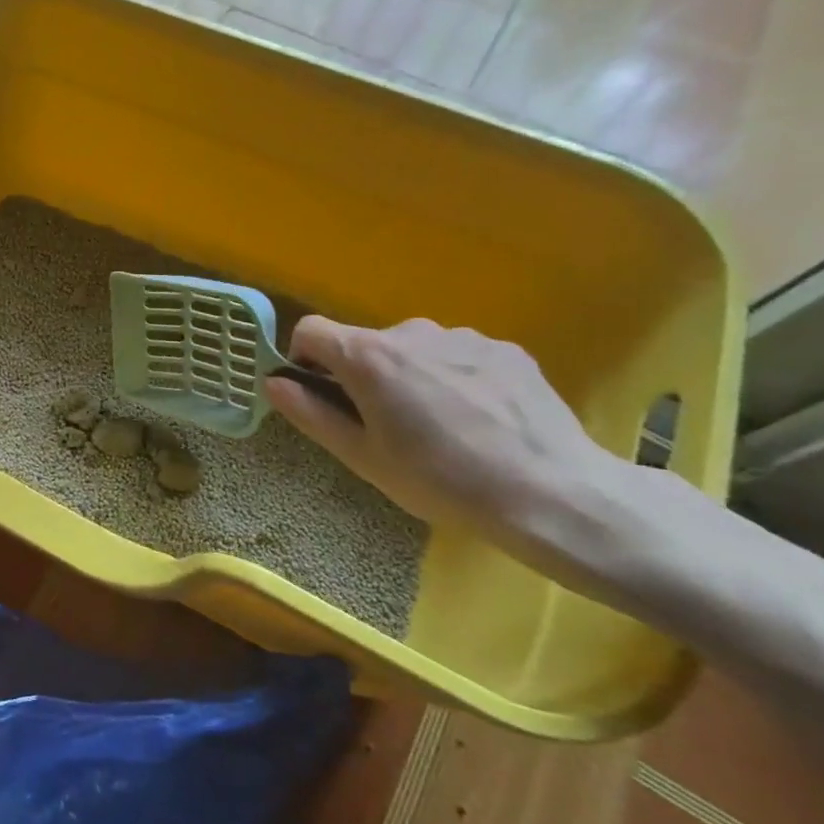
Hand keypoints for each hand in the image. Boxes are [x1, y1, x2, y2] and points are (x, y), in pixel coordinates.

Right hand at [263, 317, 620, 550]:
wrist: (551, 494)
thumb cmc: (440, 480)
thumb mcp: (361, 456)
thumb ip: (309, 413)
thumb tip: (272, 381)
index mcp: (368, 356)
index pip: (310, 330)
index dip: (304, 358)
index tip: (321, 394)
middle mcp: (411, 331)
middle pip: (365, 343)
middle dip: (363, 375)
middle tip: (387, 427)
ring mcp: (463, 337)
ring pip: (414, 350)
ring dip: (411, 376)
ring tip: (441, 427)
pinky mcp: (505, 349)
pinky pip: (458, 356)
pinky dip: (454, 378)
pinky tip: (480, 421)